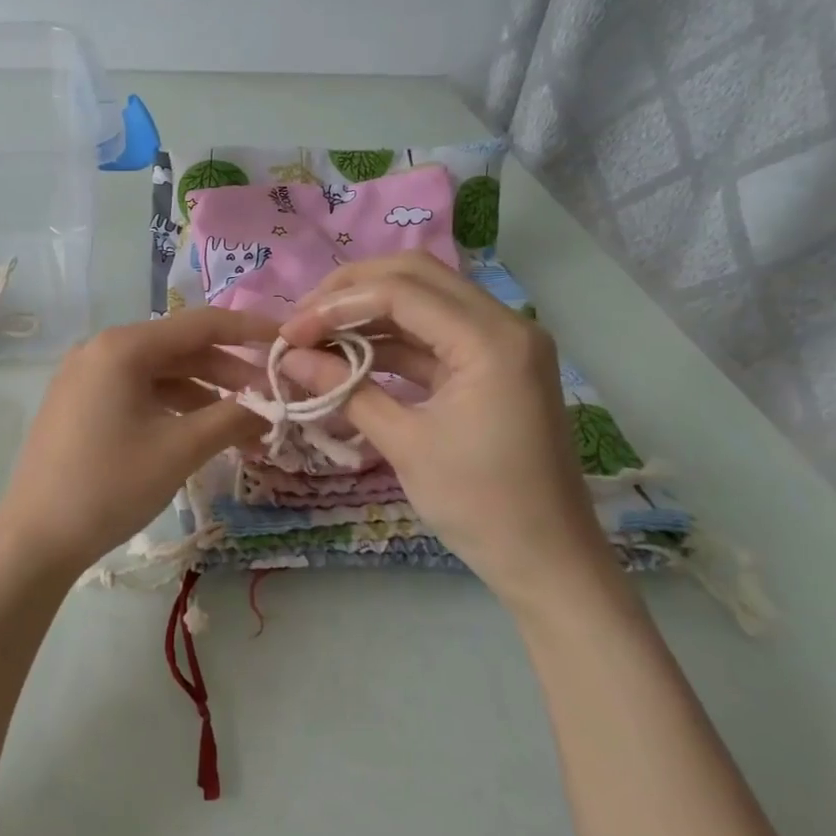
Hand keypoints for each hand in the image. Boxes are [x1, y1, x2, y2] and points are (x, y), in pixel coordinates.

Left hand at [0, 309, 275, 583]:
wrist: (35, 538)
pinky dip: (171, 407)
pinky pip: (135, 392)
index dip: (249, 330)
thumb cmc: (111, 486)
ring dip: (202, 396)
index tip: (287, 341)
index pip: (200, 324)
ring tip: (241, 428)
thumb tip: (270, 407)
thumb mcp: (180, 449)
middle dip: (228, 374)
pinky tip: (197, 432)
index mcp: (123, 347)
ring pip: (158, 374)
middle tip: (269, 402)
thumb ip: (232, 418)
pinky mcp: (78, 404)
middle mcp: (100, 350)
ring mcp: (84, 377)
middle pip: (179, 349)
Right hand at [277, 252, 620, 615]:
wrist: (547, 559)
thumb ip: (345, 390)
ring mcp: (501, 342)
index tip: (289, 333)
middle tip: (302, 318)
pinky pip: (433, 333)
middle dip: (350, 290)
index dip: (336, 306)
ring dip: (367, 311)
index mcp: (491, 340)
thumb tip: (289, 357)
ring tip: (315, 335)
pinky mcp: (492, 364)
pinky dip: (390, 339)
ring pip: (423, 299)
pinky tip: (348, 354)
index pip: (400, 292)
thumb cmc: (478, 505)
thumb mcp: (404, 444)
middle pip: (415, 275)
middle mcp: (504, 323)